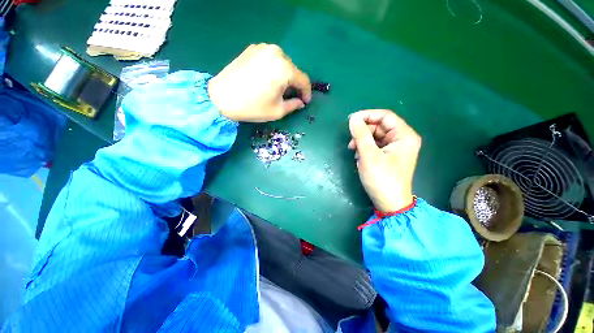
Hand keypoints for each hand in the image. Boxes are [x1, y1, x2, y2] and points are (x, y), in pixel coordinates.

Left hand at [208, 44, 311, 121]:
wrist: (221, 98)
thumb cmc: (253, 107)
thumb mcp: (277, 111)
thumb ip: (293, 105)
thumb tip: (300, 102)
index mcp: (284, 69)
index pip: (303, 80)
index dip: (306, 92)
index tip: (305, 102)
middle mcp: (276, 53)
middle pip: (293, 70)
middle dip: (295, 85)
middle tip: (291, 97)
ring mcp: (263, 48)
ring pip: (282, 63)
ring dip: (284, 76)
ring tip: (279, 89)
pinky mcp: (252, 49)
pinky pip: (270, 59)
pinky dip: (273, 69)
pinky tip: (267, 80)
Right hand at [348, 110, 420, 211]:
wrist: (389, 203)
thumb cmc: (381, 178)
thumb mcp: (369, 155)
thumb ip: (361, 134)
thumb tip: (353, 118)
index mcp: (404, 135)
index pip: (385, 116)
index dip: (367, 115)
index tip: (350, 120)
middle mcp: (402, 139)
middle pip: (379, 126)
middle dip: (363, 132)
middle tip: (351, 142)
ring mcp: (395, 148)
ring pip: (375, 136)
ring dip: (362, 142)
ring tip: (354, 152)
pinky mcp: (388, 156)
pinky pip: (375, 146)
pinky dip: (365, 149)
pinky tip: (359, 158)